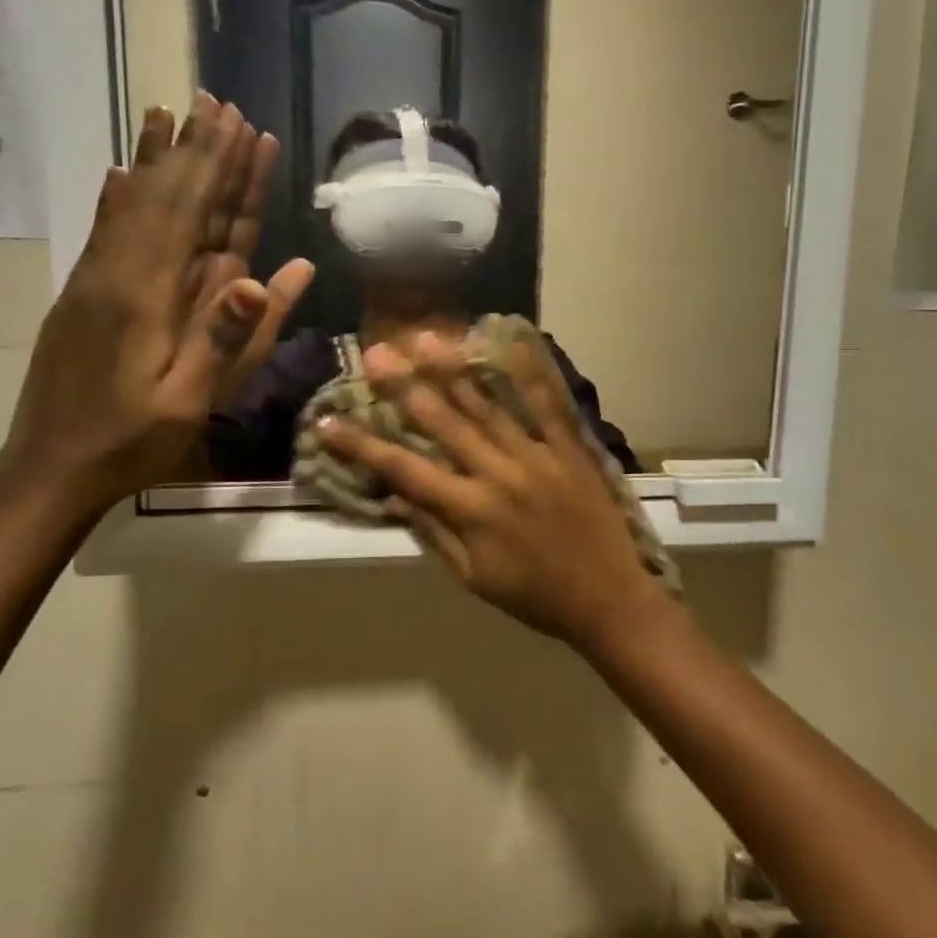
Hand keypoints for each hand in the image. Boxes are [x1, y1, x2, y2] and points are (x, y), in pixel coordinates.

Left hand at [0, 93, 312, 512]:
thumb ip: (229, 336)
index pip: (188, 212)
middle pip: (161, 196)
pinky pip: (106, 229)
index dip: (216, 166)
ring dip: (155, 158)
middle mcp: (116, 272)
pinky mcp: (85, 293)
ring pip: (130, 204)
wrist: (48, 468)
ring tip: (169, 113)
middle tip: (216, 102)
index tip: (239, 123)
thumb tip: (272, 273)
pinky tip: (120, 170)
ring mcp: (95, 279)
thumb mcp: (190, 400)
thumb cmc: (131, 440)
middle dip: (194, 149)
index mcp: (146, 295)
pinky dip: (120, 193)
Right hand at [319, 332, 671, 649]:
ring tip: (426, 338)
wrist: (608, 599)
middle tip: (375, 353)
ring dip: (454, 370)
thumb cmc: (535, 596)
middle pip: (444, 424)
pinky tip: (513, 341)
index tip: (328, 422)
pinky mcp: (570, 449)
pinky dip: (531, 372)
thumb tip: (396, 499)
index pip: (405, 470)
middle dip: (405, 387)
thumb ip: (435, 535)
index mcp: (470, 511)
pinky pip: (549, 405)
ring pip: (489, 407)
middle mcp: (499, 475)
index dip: (363, 445)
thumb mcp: (474, 578)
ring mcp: (538, 456)